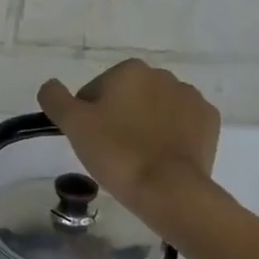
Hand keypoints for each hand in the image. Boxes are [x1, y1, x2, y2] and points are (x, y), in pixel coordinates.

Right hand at [38, 59, 221, 232]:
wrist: (168, 188)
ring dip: (144, 126)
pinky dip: (169, 136)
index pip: (94, 91)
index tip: (89, 141)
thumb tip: (50, 86)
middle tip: (109, 151)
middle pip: (127, 97)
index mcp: (129, 70)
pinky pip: (180, 124)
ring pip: (154, 110)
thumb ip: (54, 98)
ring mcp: (191, 98)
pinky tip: (159, 158)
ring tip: (135, 158)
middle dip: (117, 118)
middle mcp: (163, 75)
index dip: (86, 116)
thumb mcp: (73, 124)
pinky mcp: (209, 122)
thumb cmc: (116, 152)